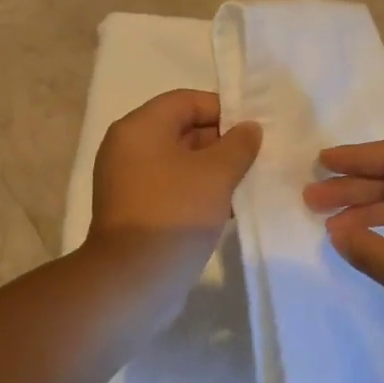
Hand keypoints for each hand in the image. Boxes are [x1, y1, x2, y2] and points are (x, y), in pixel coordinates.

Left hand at [89, 89, 261, 272]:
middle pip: (182, 129)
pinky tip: (227, 207)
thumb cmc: (175, 213)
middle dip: (221, 141)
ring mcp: (128, 181)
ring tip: (247, 183)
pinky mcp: (134, 210)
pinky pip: (171, 187)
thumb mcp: (216, 174)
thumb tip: (249, 128)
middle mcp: (128, 148)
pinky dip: (197, 191)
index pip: (186, 101)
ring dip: (212, 169)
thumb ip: (239, 144)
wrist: (132, 281)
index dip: (223, 110)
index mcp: (140, 128)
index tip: (253, 130)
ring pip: (179, 162)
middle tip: (255, 157)